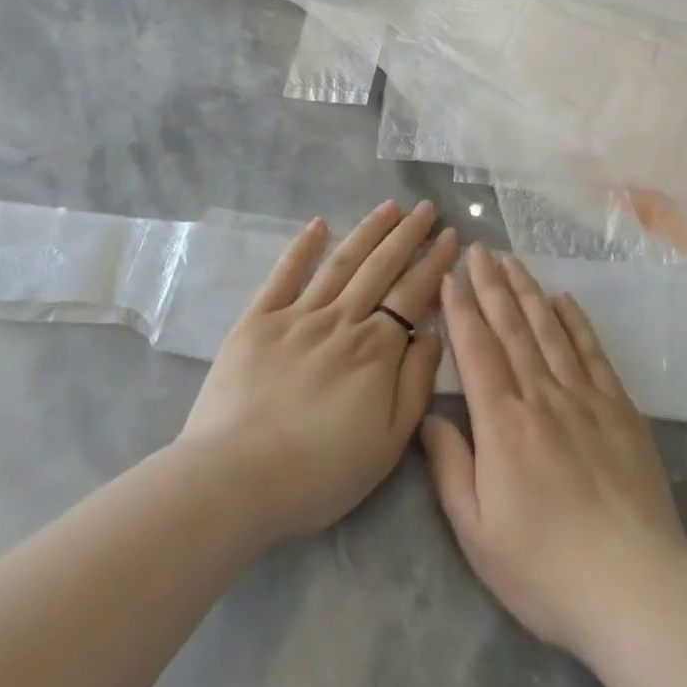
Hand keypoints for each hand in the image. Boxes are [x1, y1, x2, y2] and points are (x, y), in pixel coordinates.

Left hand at [180, 201, 455, 542]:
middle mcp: (342, 320)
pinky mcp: (258, 320)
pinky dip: (302, 247)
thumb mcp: (388, 443)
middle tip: (426, 208)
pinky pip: (284, 275)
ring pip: (341, 262)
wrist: (235, 479)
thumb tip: (432, 333)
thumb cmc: (319, 472)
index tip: (450, 235)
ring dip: (368, 231)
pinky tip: (318, 224)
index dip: (434, 262)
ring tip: (389, 207)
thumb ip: (416, 383)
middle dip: (407, 235)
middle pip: (381, 267)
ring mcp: (298, 315)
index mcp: (376, 348)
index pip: (413, 293)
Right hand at [422, 247, 686, 658]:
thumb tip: (430, 416)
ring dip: (528, 291)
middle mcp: (542, 396)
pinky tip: (564, 299)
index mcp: (503, 423)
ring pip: (550, 330)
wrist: (636, 587)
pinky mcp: (620, 409)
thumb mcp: (477, 533)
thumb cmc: (545, 569)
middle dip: (491, 285)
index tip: (450, 275)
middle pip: (512, 328)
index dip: (461, 309)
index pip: (476, 350)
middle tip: (479, 249)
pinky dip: (576, 321)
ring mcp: (585, 398)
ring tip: (512, 260)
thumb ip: (449, 468)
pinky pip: (592, 352)